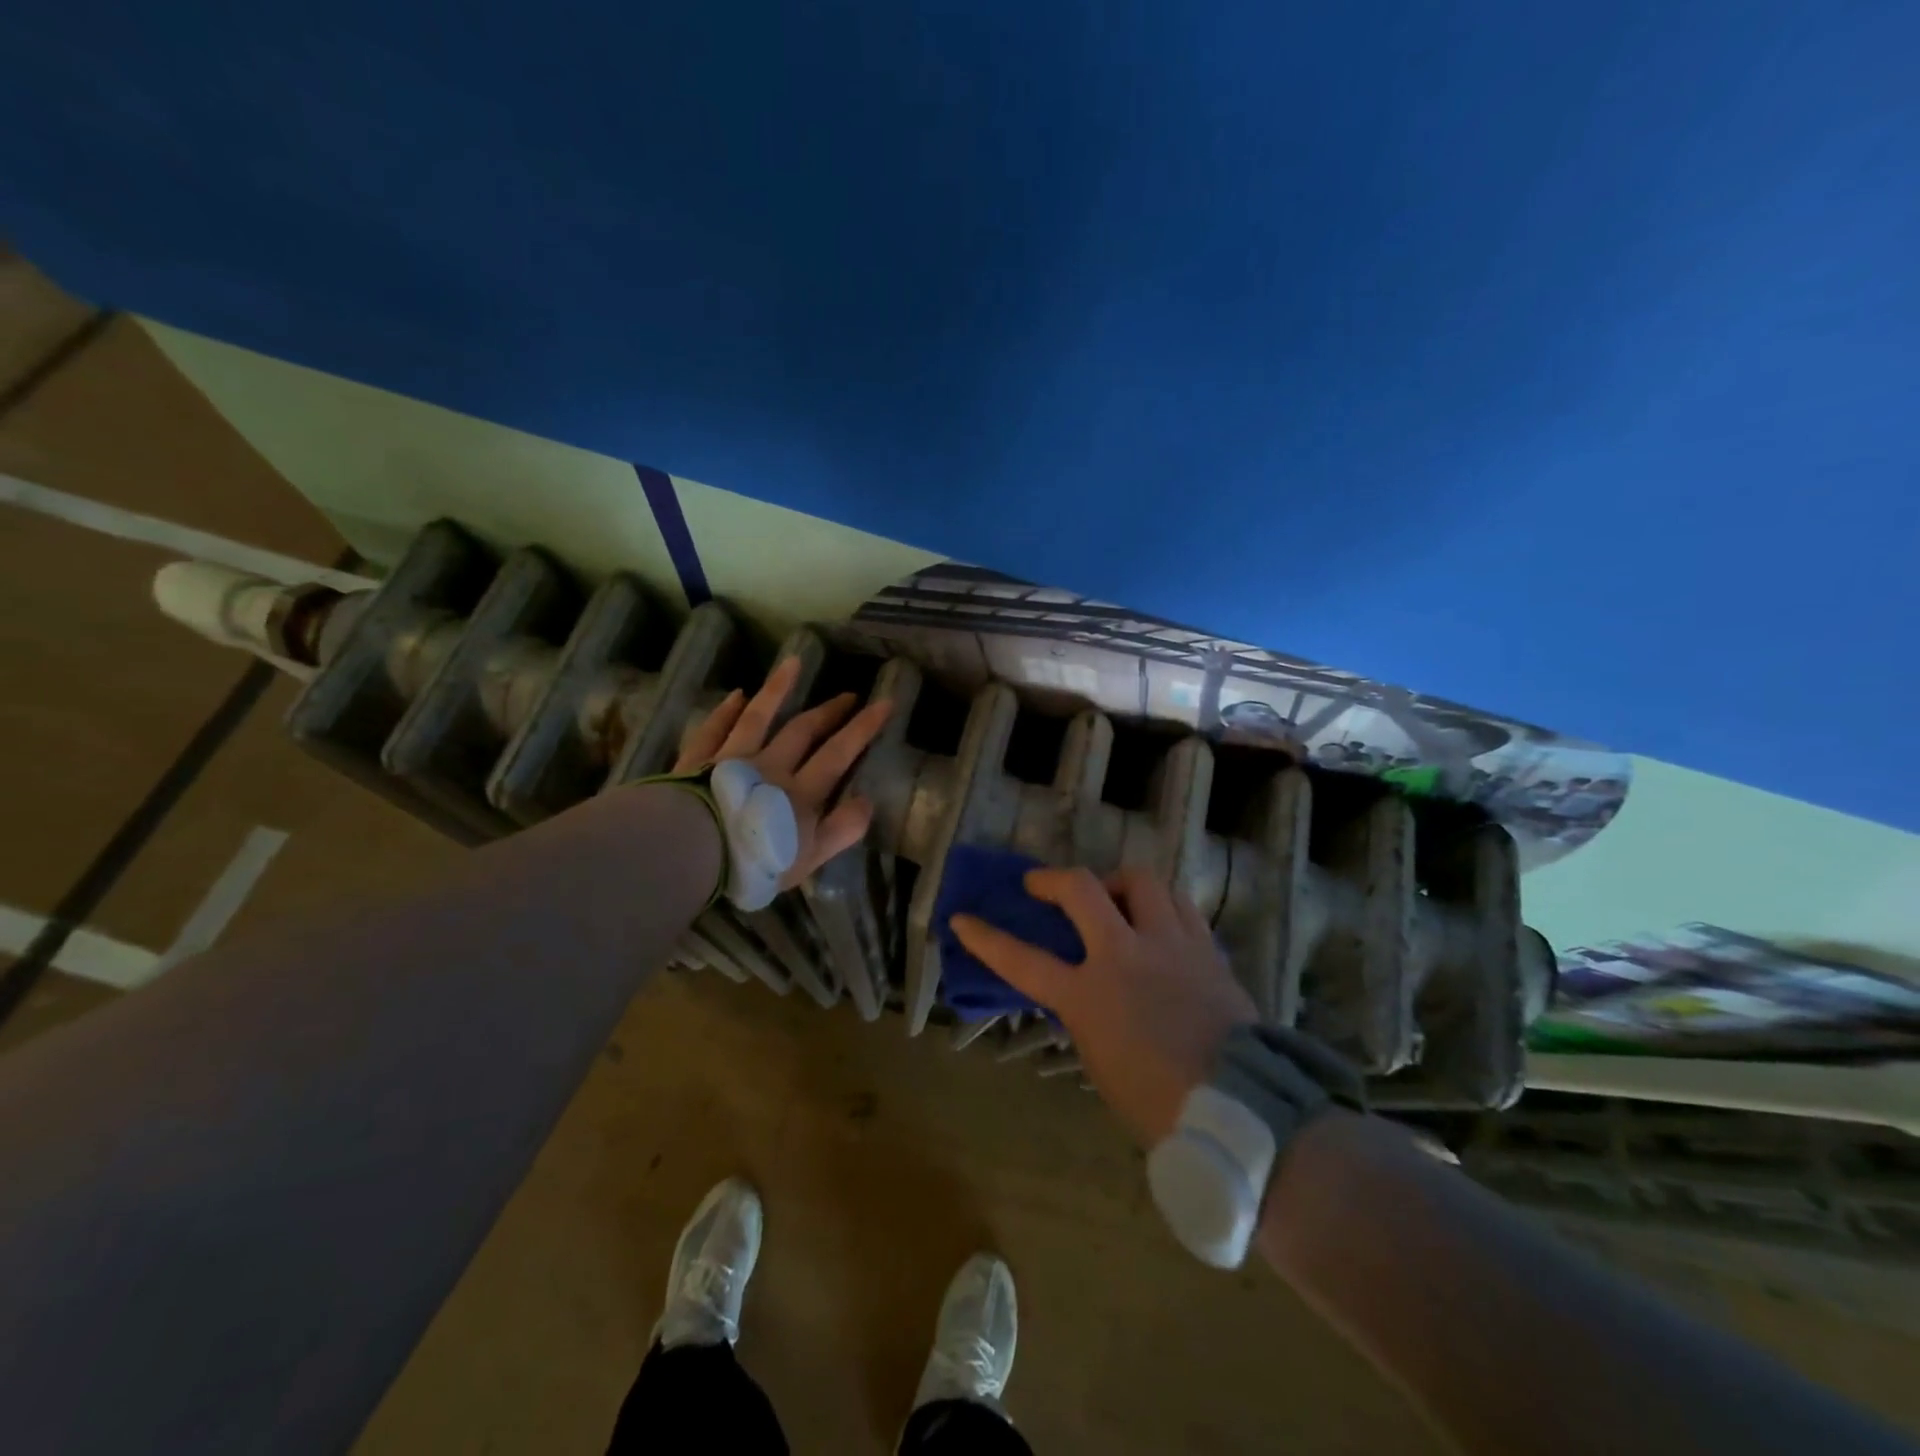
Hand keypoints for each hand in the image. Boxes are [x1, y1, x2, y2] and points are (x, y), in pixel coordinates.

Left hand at [672, 655, 892, 889]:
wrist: (691, 853)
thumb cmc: (753, 862)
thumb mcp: (809, 857)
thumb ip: (842, 829)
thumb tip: (867, 800)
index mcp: (800, 793)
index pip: (838, 754)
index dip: (863, 728)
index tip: (884, 702)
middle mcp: (770, 766)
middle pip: (802, 731)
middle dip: (829, 712)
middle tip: (849, 694)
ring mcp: (731, 759)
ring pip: (758, 717)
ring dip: (777, 690)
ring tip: (793, 663)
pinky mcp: (697, 762)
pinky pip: (714, 729)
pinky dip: (726, 711)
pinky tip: (736, 695)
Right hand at [950, 868, 1257, 1145]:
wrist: (1240, 1107)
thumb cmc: (1158, 1101)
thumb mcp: (1100, 1059)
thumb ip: (1085, 1013)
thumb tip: (1085, 990)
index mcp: (1089, 995)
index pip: (1022, 959)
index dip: (987, 938)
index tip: (963, 918)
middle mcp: (1125, 955)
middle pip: (1082, 889)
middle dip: (1054, 878)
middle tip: (1044, 884)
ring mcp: (1170, 944)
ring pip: (1141, 880)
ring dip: (1119, 883)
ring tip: (1115, 898)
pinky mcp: (1206, 947)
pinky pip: (1180, 905)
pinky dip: (1161, 905)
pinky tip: (1159, 921)